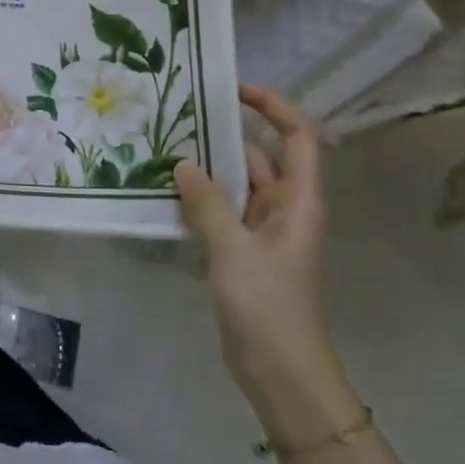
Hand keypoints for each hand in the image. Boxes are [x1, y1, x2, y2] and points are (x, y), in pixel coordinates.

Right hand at [174, 84, 336, 402]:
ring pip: (237, 184)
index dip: (272, 106)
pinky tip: (167, 190)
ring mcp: (263, 230)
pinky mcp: (243, 251)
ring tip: (166, 144)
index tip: (233, 90)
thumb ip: (207, 205)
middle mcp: (284, 207)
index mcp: (298, 200)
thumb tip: (182, 164)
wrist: (281, 373)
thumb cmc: (269, 307)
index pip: (297, 136)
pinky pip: (222, 210)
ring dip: (209, 166)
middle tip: (181, 114)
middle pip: (260, 155)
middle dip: (227, 133)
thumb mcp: (234, 251)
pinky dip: (201, 197)